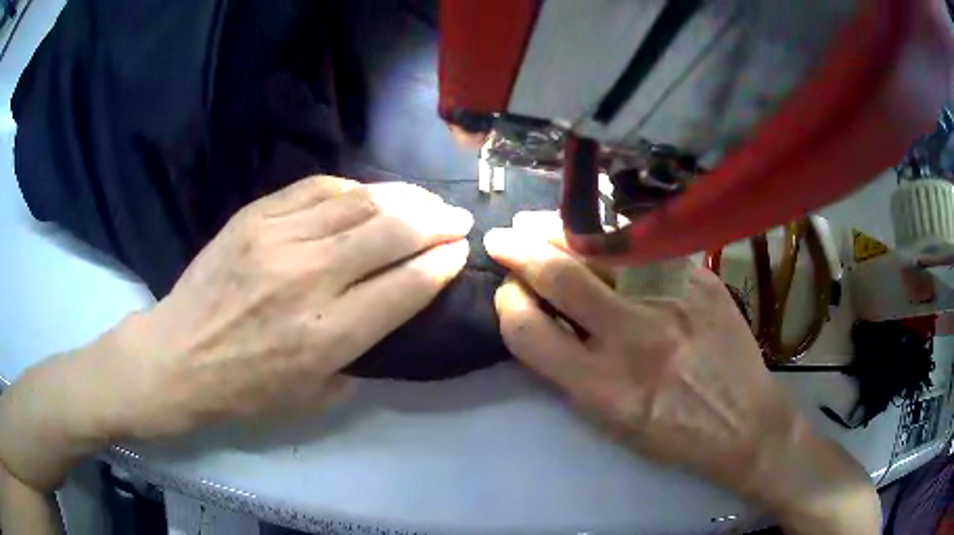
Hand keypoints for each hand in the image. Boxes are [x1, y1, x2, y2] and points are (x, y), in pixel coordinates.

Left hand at [0, 176, 472, 489]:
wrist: (176, 356)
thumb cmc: (243, 390)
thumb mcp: (312, 398)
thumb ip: (360, 357)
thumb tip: (390, 312)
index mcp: (326, 336)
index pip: (405, 286)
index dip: (441, 264)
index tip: (459, 252)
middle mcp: (309, 279)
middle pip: (390, 233)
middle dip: (435, 223)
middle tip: (457, 219)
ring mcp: (278, 239)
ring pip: (358, 203)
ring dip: (403, 199)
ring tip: (425, 201)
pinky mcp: (254, 217)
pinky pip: (317, 189)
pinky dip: (353, 190)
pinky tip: (369, 195)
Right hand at [485, 214, 879, 533]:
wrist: (745, 424)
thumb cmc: (673, 435)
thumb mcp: (611, 421)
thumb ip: (571, 370)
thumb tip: (540, 317)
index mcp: (603, 388)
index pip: (528, 332)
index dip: (506, 306)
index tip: (506, 293)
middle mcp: (635, 338)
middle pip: (560, 277)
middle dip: (519, 251)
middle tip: (502, 238)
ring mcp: (672, 301)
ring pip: (601, 249)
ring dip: (559, 231)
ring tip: (538, 224)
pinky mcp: (700, 279)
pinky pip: (645, 246)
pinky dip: (611, 236)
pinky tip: (597, 232)